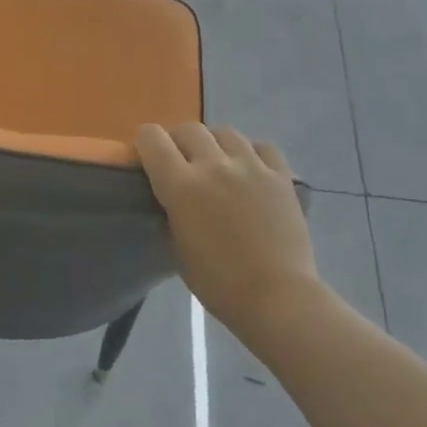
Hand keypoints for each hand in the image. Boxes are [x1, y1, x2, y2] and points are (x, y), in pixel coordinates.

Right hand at [135, 123, 318, 330]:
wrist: (277, 297)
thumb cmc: (218, 282)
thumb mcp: (176, 247)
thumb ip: (170, 212)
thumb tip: (170, 198)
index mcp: (181, 185)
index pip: (151, 138)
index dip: (144, 142)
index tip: (146, 156)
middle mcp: (214, 165)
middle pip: (189, 129)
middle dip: (178, 141)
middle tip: (181, 162)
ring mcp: (251, 166)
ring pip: (225, 132)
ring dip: (214, 143)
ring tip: (217, 163)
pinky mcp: (281, 175)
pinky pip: (262, 147)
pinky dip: (251, 152)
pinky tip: (250, 168)